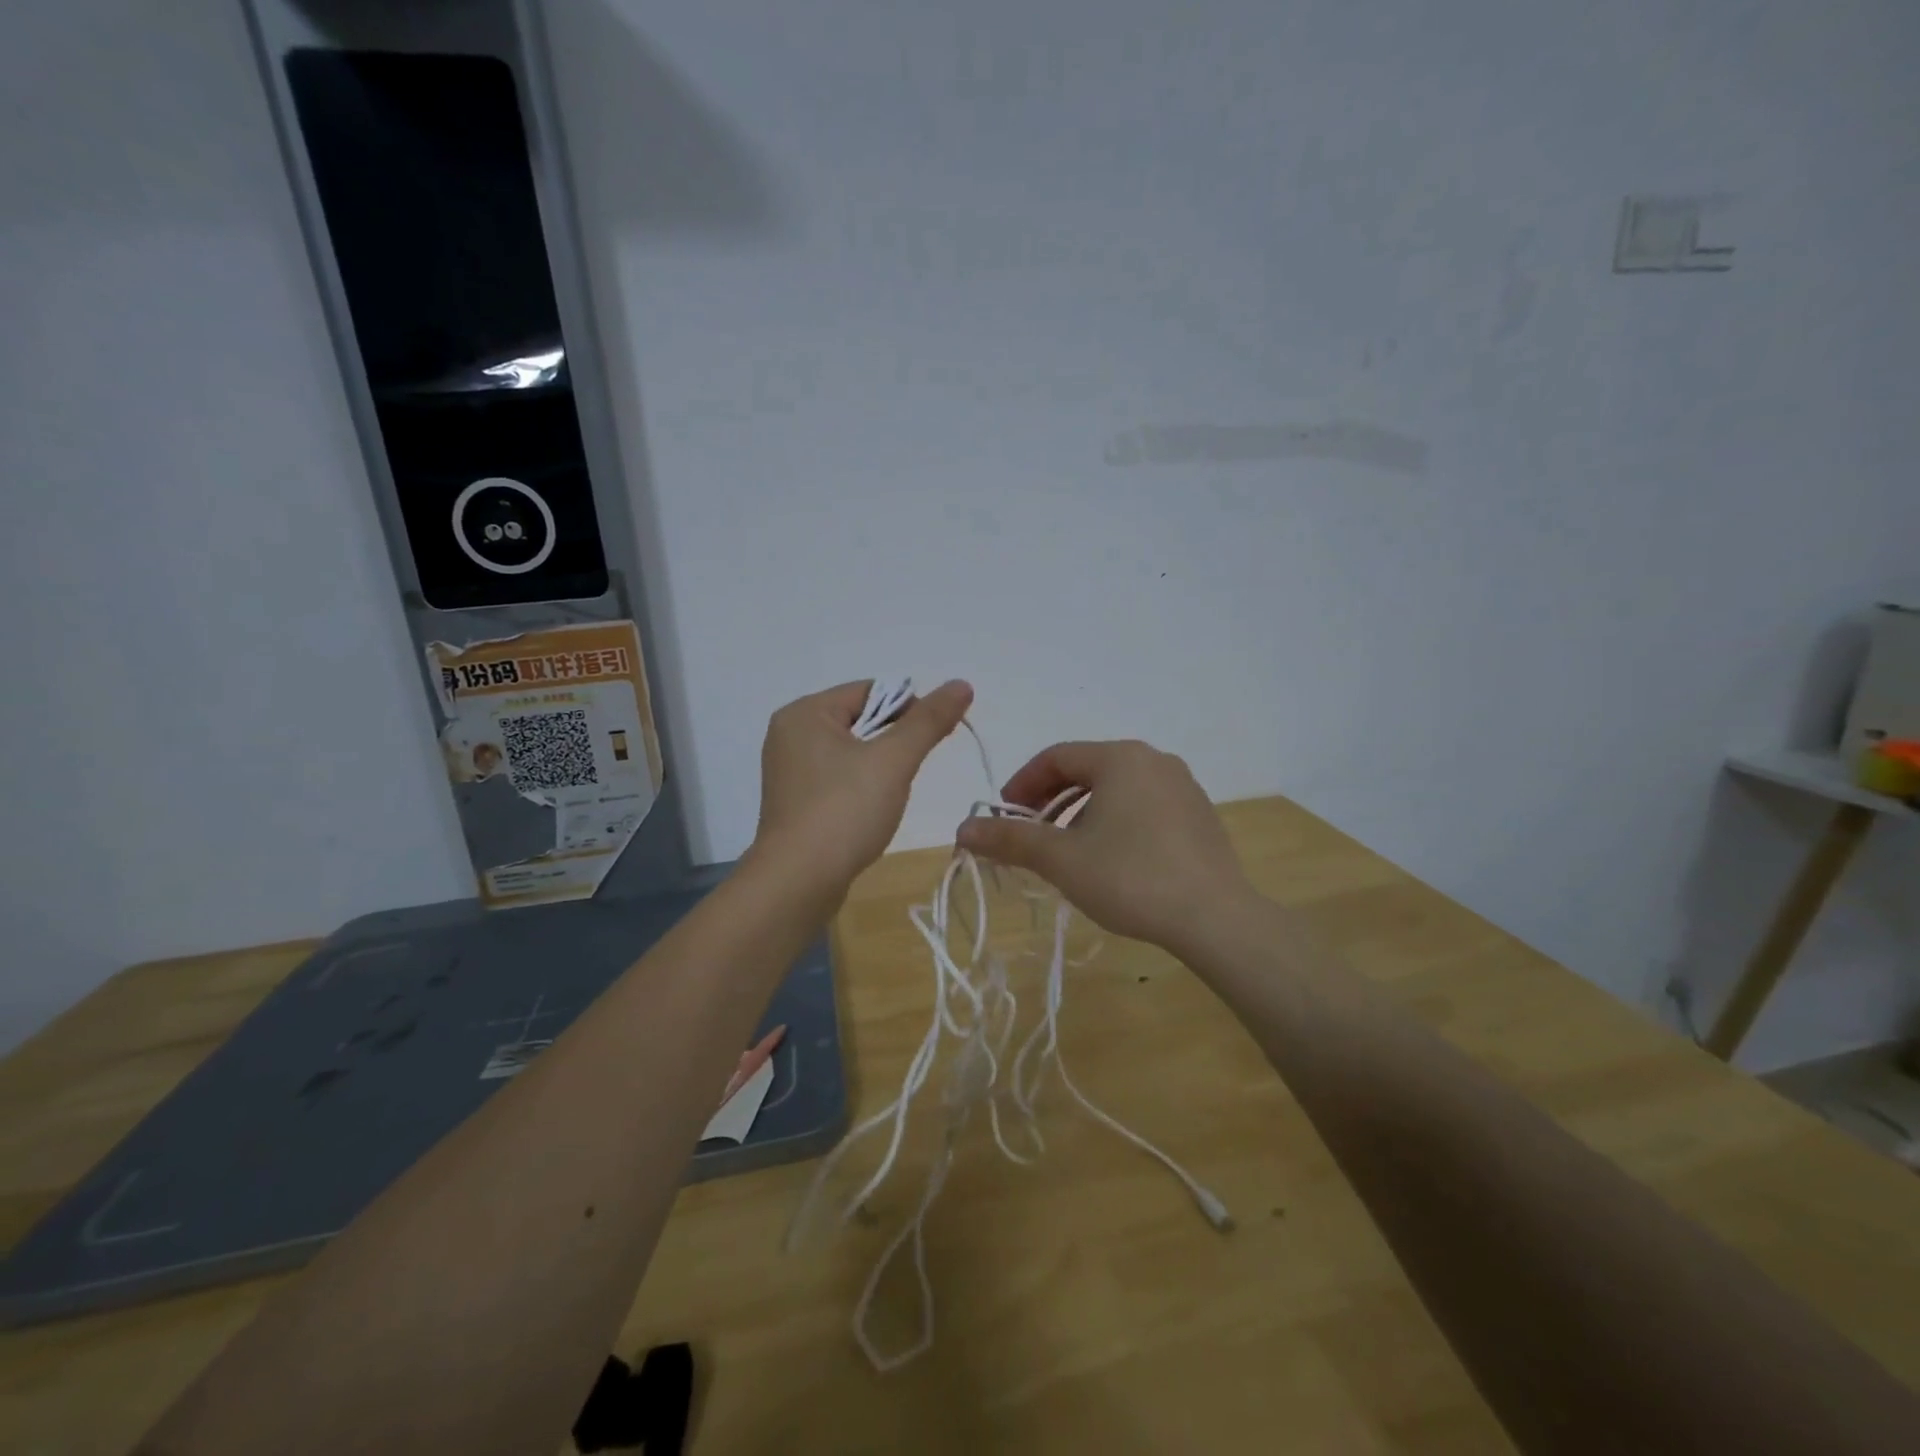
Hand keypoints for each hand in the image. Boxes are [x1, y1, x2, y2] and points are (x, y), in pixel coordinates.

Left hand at [750, 679, 972, 895]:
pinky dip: (860, 789)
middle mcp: (790, 734)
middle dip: (893, 741)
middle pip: (860, 720)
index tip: (932, 739)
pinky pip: (837, 780)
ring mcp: (789, 771)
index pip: (870, 691)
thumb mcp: (893, 760)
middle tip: (910, 770)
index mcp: (805, 713)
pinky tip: (870, 812)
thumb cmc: (844, 811)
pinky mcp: (795, 803)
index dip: (908, 708)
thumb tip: (961, 684)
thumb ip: (929, 720)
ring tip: (891, 794)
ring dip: (879, 767)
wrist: (797, 883)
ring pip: (851, 752)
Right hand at [955, 739, 1256, 952]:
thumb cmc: (1130, 877)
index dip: (1022, 784)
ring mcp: (1182, 786)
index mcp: (1120, 757)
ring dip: (1081, 813)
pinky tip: (1111, 859)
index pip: (1056, 757)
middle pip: (1087, 770)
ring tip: (1067, 851)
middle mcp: (1154, 760)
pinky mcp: (1199, 815)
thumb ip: (1010, 840)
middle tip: (1030, 834)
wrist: (1215, 918)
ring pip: (1116, 789)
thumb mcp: (1061, 859)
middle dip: (1050, 800)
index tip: (1003, 815)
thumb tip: (962, 829)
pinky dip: (1115, 821)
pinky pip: (1143, 805)